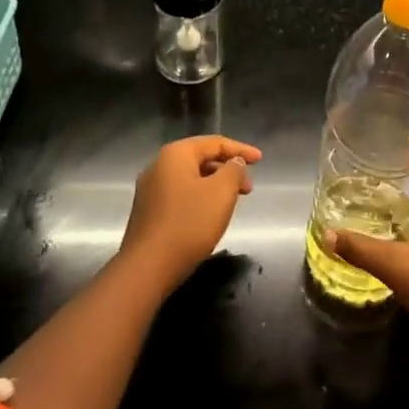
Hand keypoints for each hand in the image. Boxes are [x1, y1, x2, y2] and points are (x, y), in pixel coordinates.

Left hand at [118, 135, 261, 292]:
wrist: (148, 266)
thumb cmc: (189, 223)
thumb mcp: (221, 192)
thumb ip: (234, 170)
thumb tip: (234, 162)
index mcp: (175, 154)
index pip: (214, 142)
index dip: (240, 149)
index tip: (260, 160)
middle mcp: (158, 166)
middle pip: (200, 158)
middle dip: (228, 169)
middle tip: (249, 187)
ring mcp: (150, 189)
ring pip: (191, 178)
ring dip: (215, 185)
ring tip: (233, 202)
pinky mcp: (149, 211)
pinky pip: (181, 194)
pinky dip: (200, 197)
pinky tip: (210, 214)